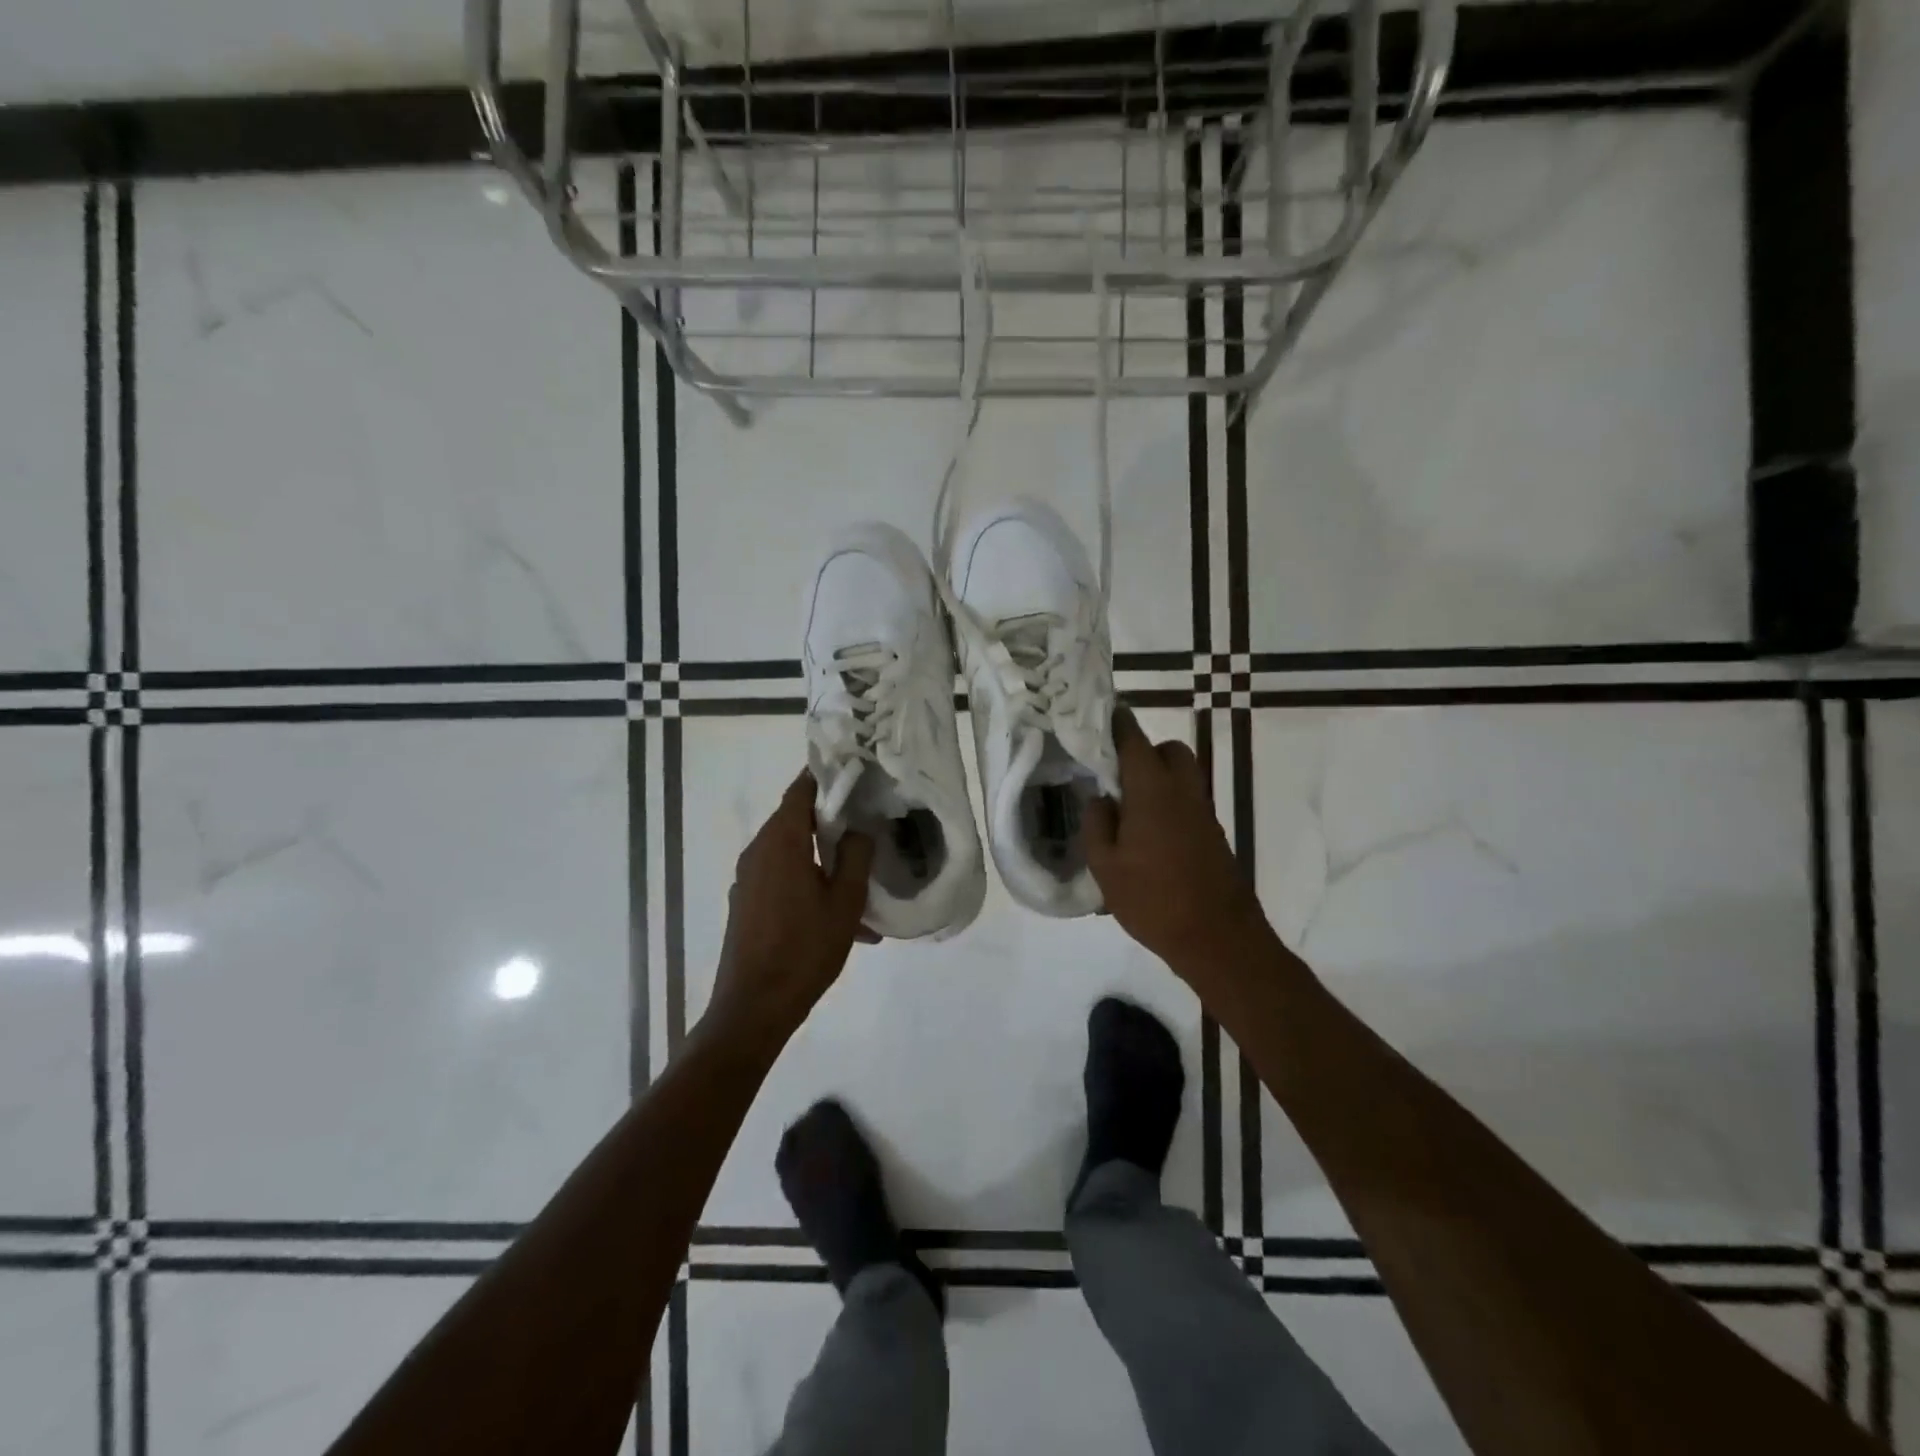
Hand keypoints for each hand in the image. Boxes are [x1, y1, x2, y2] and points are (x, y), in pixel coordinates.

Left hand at [707, 771, 874, 1048]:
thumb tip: (860, 827)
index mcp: (781, 841)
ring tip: (861, 883)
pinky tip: (840, 917)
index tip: (855, 772)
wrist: (753, 1007)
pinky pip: (782, 878)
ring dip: (824, 858)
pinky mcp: (746, 902)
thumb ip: (857, 855)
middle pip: (796, 819)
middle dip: (831, 818)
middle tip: (868, 821)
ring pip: (792, 852)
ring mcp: (748, 878)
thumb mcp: (846, 902)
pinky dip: (809, 883)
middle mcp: (758, 851)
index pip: (801, 789)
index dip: (826, 776)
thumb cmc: (804, 949)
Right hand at [1082, 708, 1267, 978]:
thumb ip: (1097, 824)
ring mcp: (1203, 813)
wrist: (1218, 938)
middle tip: (1117, 775)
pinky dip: (1169, 803)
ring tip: (1129, 808)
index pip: (1134, 740)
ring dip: (1159, 778)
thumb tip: (1101, 799)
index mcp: (1152, 790)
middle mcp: (1182, 791)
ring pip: (1183, 776)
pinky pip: (1188, 802)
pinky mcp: (1213, 835)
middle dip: (1145, 751)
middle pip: (1170, 751)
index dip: (1117, 722)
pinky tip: (1148, 835)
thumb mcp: (1105, 866)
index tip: (1103, 712)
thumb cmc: (1153, 899)